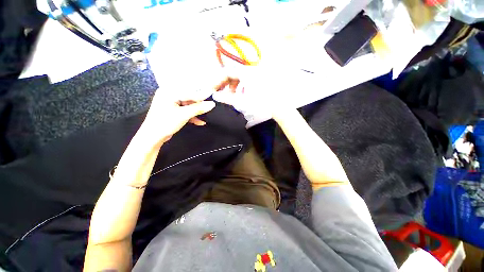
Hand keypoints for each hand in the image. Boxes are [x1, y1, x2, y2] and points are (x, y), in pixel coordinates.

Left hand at [140, 89, 215, 145]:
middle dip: (199, 104)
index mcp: (169, 92)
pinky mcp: (172, 110)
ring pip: (188, 105)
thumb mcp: (184, 115)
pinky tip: (200, 122)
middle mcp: (169, 95)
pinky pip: (185, 110)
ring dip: (197, 111)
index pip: (189, 92)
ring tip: (206, 115)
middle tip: (210, 106)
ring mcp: (171, 103)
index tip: (212, 94)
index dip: (202, 95)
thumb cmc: (165, 123)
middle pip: (189, 98)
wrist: (153, 137)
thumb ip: (198, 109)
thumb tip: (212, 104)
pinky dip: (192, 116)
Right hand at [212, 73, 286, 122]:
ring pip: (240, 76)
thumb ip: (226, 98)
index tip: (214, 89)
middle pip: (233, 73)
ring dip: (233, 85)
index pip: (227, 72)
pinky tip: (242, 93)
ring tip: (233, 95)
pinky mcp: (260, 77)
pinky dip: (241, 85)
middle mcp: (251, 69)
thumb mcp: (241, 101)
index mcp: (245, 72)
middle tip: (223, 94)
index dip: (218, 81)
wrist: (278, 106)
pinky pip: (246, 78)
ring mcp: (257, 72)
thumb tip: (215, 96)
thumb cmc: (260, 103)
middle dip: (226, 84)